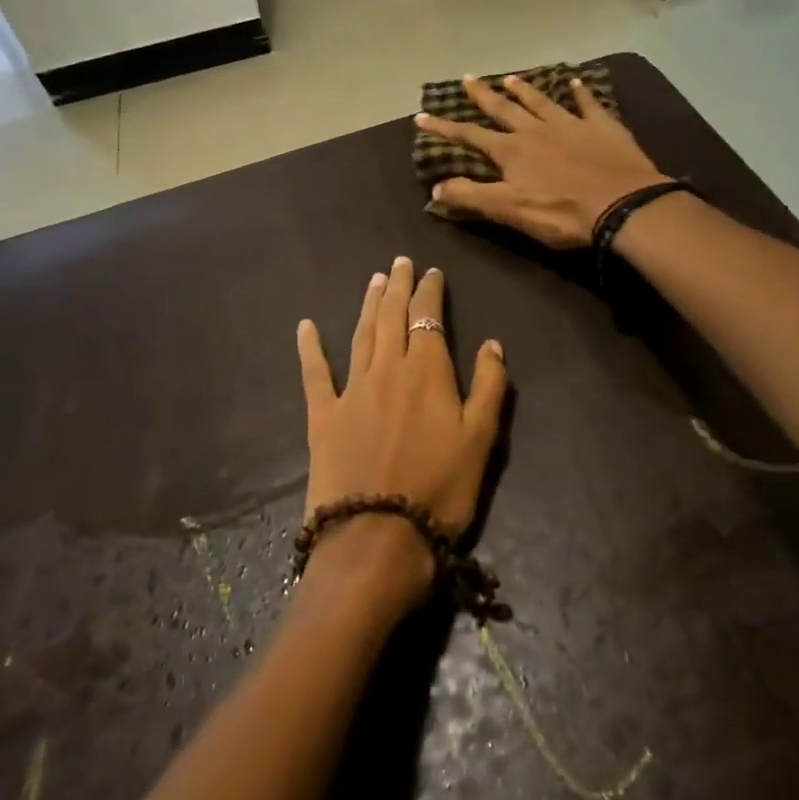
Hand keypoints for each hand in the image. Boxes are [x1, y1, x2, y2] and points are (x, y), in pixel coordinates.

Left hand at [296, 258, 507, 609]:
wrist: (378, 537)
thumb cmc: (440, 490)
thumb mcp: (482, 440)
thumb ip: (490, 387)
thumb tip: (492, 344)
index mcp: (428, 371)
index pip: (429, 318)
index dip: (430, 292)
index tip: (432, 272)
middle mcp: (388, 369)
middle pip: (392, 317)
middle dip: (398, 287)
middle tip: (399, 262)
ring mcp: (352, 390)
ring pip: (361, 335)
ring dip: (367, 304)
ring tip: (374, 280)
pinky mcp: (323, 416)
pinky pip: (315, 373)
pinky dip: (310, 348)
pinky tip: (306, 326)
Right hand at [415, 74, 667, 247]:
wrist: (623, 206)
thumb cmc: (562, 213)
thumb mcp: (509, 210)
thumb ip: (471, 197)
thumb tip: (435, 187)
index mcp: (512, 151)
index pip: (470, 136)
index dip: (444, 128)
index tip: (422, 116)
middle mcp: (536, 130)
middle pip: (504, 108)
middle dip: (483, 95)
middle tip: (468, 78)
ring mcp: (571, 124)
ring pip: (541, 102)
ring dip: (524, 90)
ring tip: (511, 77)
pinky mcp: (602, 127)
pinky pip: (588, 103)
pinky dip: (580, 92)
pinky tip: (575, 82)